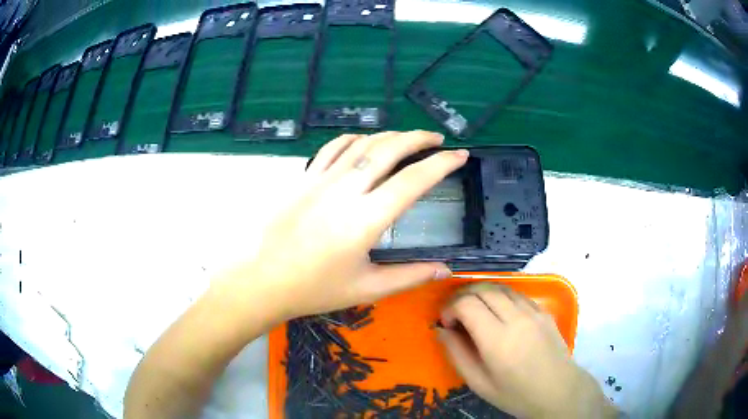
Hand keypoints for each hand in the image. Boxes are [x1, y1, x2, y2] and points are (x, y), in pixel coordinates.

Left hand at [220, 131, 467, 320]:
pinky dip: (355, 139)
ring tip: (408, 139)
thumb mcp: (366, 288)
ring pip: (363, 143)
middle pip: (389, 149)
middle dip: (419, 138)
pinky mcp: (304, 178)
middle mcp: (346, 190)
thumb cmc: (314, 289)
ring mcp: (321, 179)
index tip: (460, 156)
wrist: (262, 280)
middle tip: (437, 139)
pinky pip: (333, 147)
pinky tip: (365, 142)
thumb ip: (410, 276)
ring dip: (390, 135)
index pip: (414, 181)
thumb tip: (446, 269)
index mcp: (365, 220)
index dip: (442, 165)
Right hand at [438, 283, 615, 418]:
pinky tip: (498, 311)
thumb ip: (457, 354)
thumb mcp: (479, 383)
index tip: (446, 323)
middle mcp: (516, 318)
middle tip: (456, 313)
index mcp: (497, 340)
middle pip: (483, 289)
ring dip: (481, 293)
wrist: (558, 391)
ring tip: (474, 310)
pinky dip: (501, 296)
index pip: (467, 304)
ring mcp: (533, 311)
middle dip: (462, 296)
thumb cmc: (516, 394)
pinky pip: (517, 293)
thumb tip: (441, 330)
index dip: (450, 308)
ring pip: (500, 286)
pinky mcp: (543, 311)